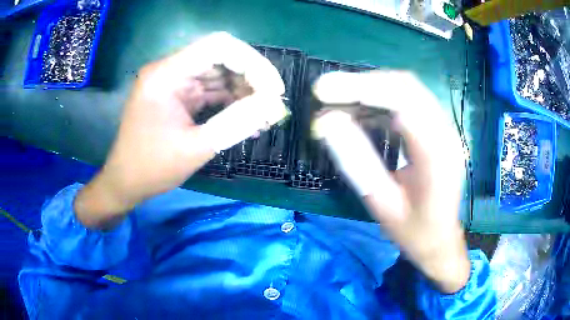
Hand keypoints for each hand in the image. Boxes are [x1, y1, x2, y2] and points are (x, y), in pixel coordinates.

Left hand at [74, 32, 286, 228]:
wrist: (125, 182)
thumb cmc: (152, 168)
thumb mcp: (196, 148)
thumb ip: (237, 123)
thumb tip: (274, 106)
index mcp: (166, 74)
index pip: (218, 47)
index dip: (252, 62)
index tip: (273, 89)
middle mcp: (170, 70)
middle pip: (221, 58)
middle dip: (251, 78)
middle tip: (272, 104)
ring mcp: (173, 82)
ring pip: (218, 74)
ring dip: (243, 91)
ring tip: (263, 115)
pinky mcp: (177, 96)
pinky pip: (210, 90)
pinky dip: (229, 102)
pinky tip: (246, 117)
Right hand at [312, 71, 469, 292]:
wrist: (440, 240)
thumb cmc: (413, 230)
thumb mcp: (381, 203)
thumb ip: (356, 162)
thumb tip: (326, 123)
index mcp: (437, 154)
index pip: (402, 102)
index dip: (361, 88)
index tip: (323, 91)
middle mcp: (446, 133)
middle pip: (406, 86)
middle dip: (363, 82)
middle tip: (325, 90)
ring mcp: (445, 129)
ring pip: (408, 89)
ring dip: (371, 89)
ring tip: (338, 99)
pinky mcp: (438, 130)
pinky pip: (410, 101)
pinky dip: (382, 100)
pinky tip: (361, 111)